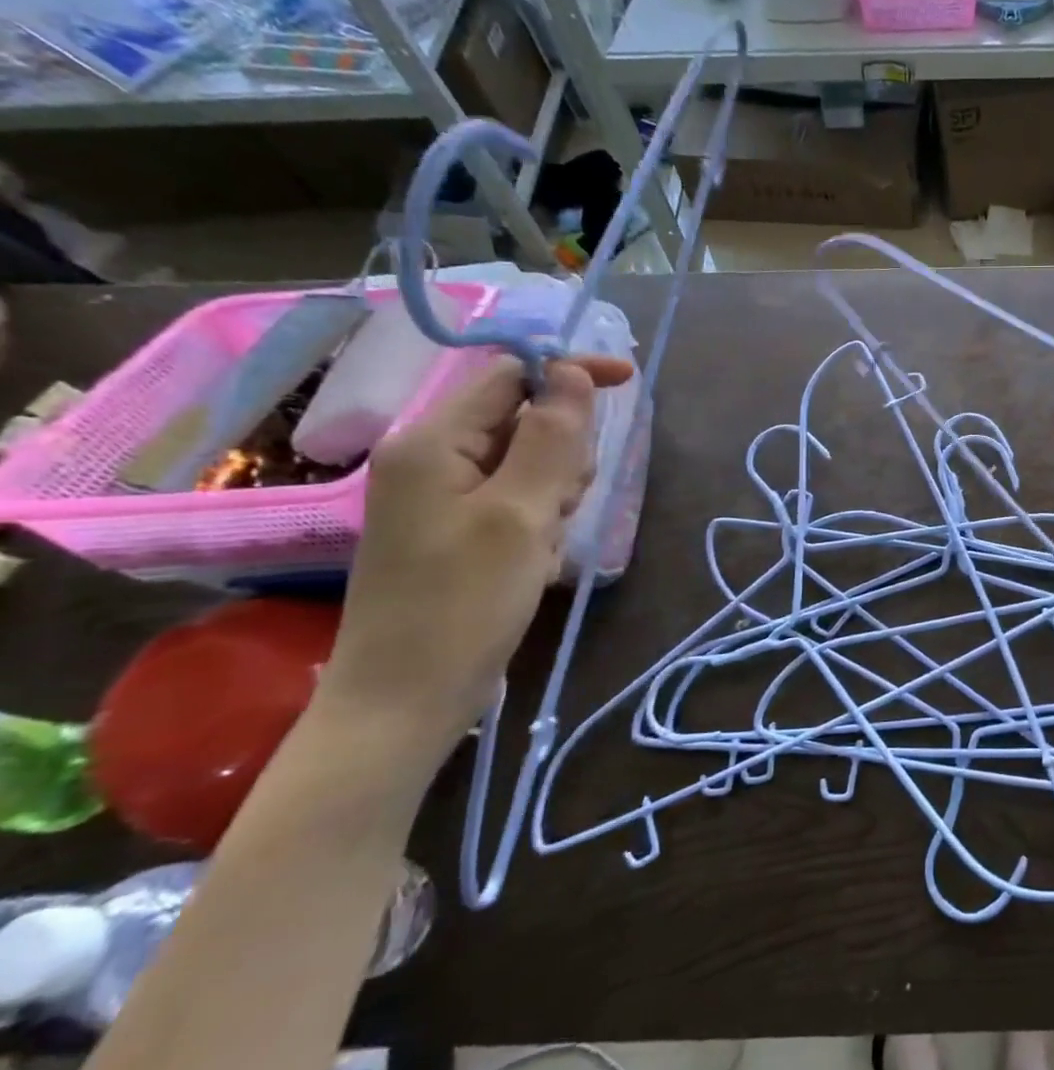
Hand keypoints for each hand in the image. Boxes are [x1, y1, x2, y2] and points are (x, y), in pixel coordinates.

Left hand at [317, 353, 631, 760]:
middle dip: (562, 452)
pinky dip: (539, 520)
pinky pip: (516, 500)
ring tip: (545, 543)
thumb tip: (571, 372)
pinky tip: (535, 560)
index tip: (628, 382)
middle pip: (524, 420)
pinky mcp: (458, 531)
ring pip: (528, 463)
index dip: (568, 372)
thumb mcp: (521, 513)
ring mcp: (443, 498)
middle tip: (561, 506)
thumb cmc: (464, 603)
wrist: (408, 698)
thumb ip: (551, 437)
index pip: (511, 375)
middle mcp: (432, 459)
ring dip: (554, 492)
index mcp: (433, 442)